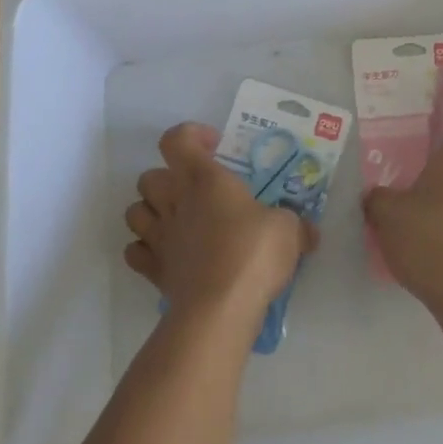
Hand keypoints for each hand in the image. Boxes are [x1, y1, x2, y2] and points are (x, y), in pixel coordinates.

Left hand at [124, 123, 317, 332]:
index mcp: (204, 179)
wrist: (220, 307)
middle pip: (149, 176)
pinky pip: (135, 252)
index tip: (214, 146)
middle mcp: (174, 201)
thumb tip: (308, 232)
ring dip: (151, 212)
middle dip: (168, 179)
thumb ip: (295, 225)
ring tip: (177, 222)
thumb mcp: (288, 230)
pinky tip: (168, 256)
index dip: (190, 136)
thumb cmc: (253, 253)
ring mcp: (158, 237)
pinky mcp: (153, 270)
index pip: (176, 140)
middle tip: (197, 192)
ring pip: (134, 211)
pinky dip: (145, 251)